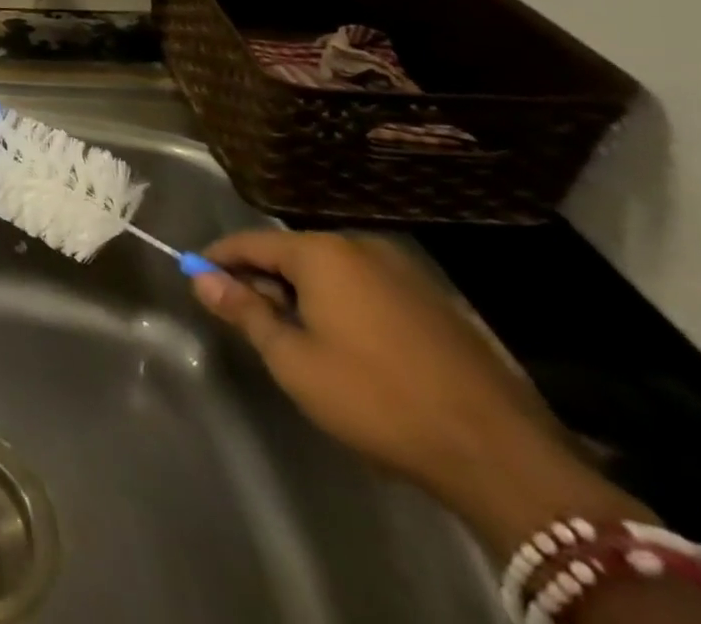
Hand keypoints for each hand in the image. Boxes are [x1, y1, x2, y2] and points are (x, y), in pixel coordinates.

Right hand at [194, 230, 641, 554]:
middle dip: (263, 280)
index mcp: (322, 252)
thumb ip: (243, 311)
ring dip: (305, 294)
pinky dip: (344, 305)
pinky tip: (346, 345)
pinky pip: (369, 289)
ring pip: (333, 272)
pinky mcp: (439, 304)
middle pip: (292, 253)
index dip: (218, 260)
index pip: (250, 242)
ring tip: (294, 335)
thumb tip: (200, 278)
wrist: (503, 458)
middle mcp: (362, 247)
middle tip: (246, 317)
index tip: (197, 278)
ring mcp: (407, 273)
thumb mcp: (293, 360)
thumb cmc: (377, 400)